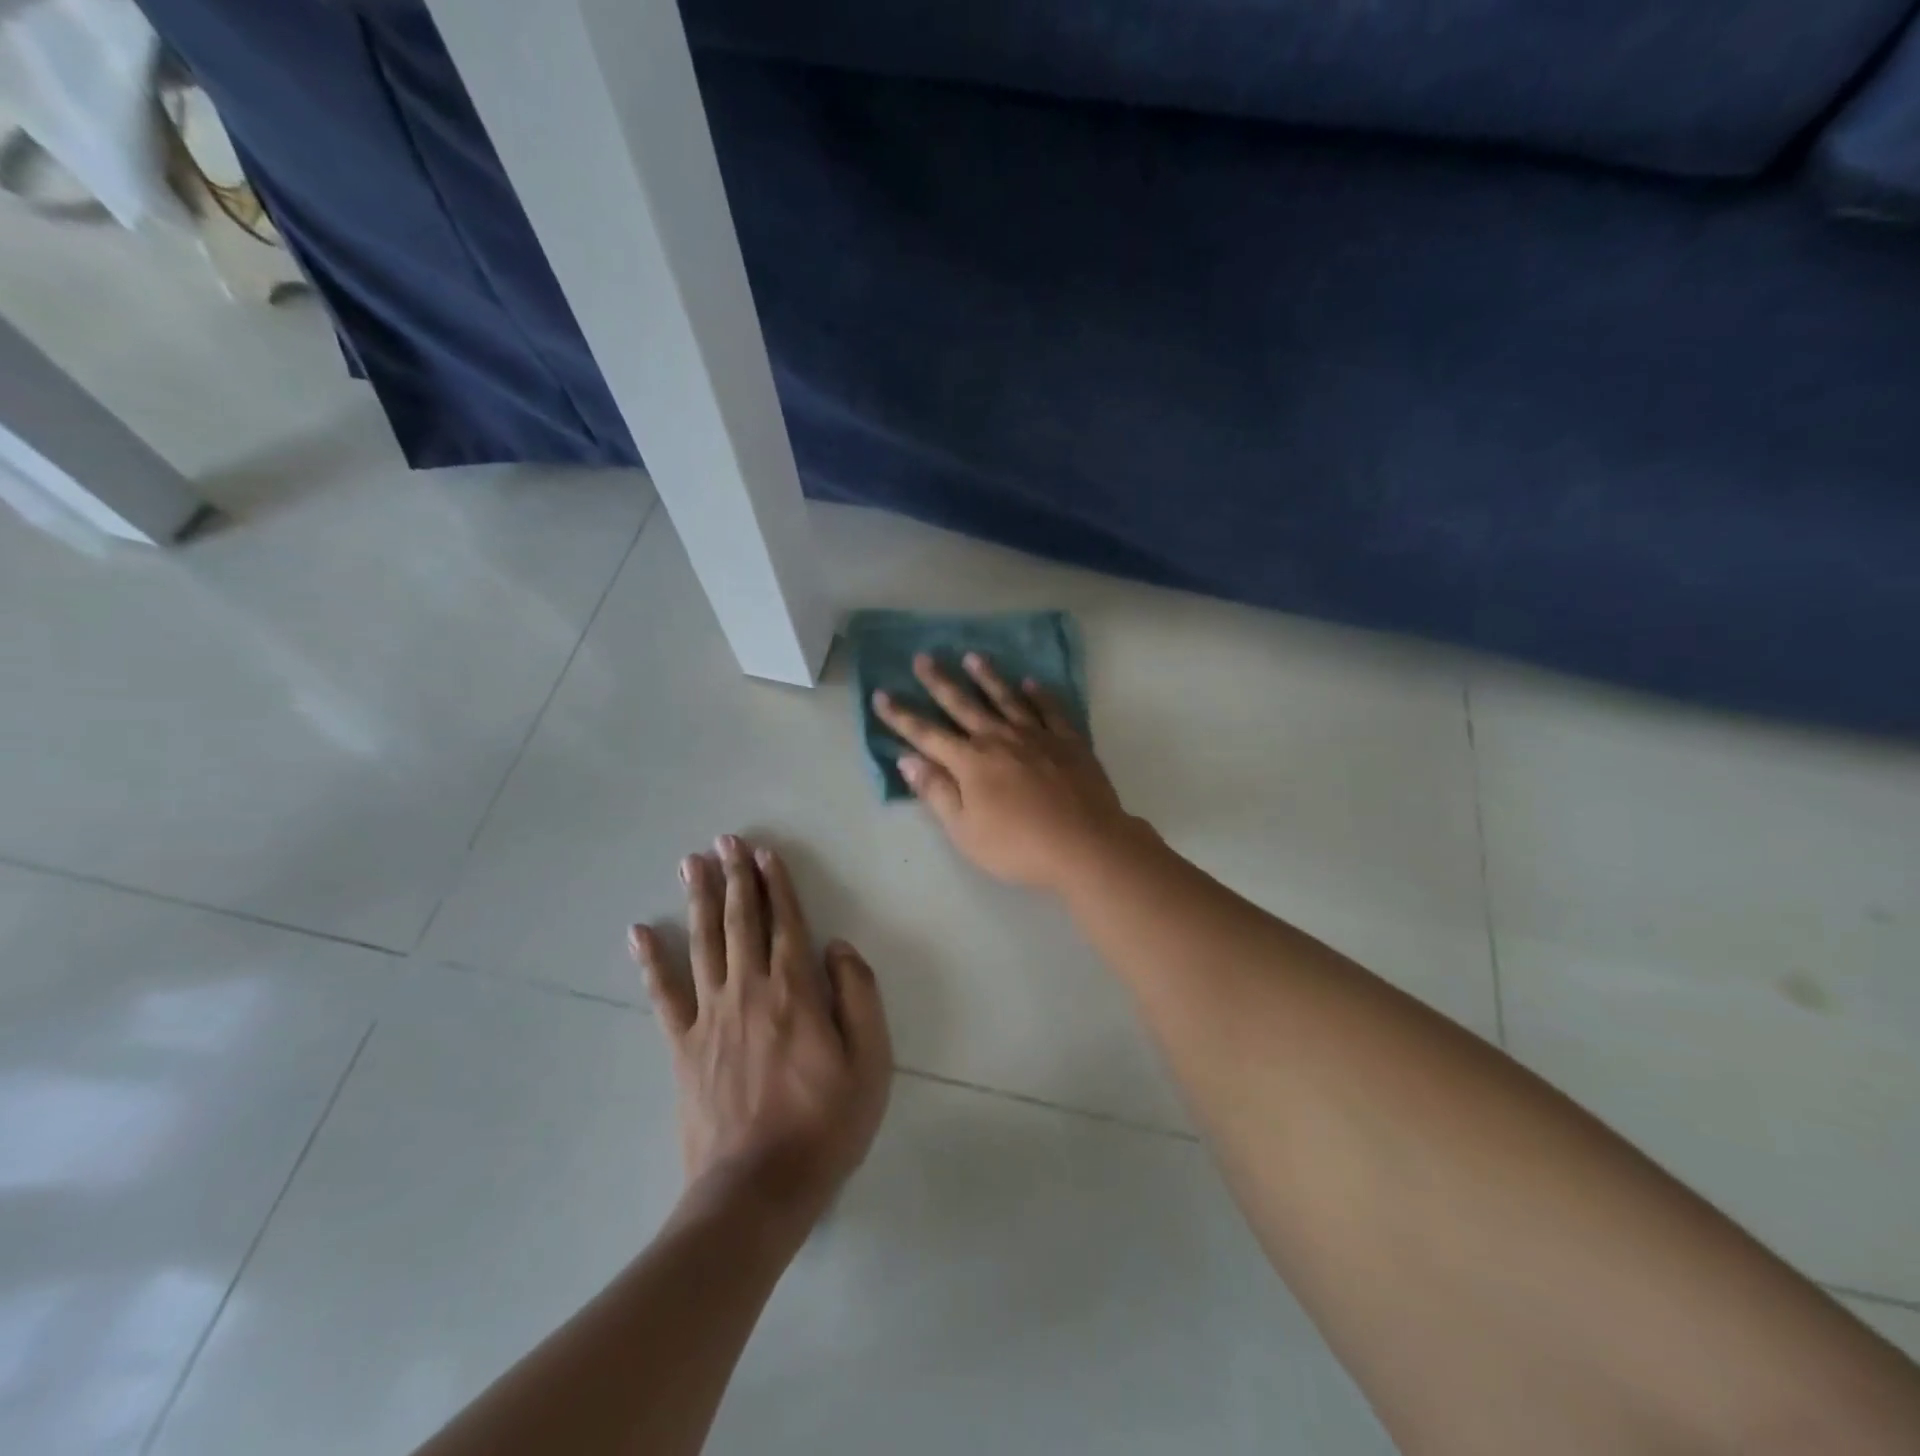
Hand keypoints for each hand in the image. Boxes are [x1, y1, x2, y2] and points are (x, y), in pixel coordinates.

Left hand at [629, 836, 891, 1232]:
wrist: (757, 1191)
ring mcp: (710, 1017)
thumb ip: (859, 997)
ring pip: (704, 944)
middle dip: (735, 878)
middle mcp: (750, 991)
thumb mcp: (871, 1062)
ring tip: (690, 864)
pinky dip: (651, 961)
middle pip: (742, 922)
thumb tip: (838, 948)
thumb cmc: (825, 1125)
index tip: (764, 853)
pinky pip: (664, 995)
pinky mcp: (682, 1047)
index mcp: (796, 992)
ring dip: (699, 900)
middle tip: (725, 841)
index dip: (776, 885)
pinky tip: (639, 932)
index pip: (786, 924)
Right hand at [872, 653, 1140, 892]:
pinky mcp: (1069, 741)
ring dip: (987, 677)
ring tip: (973, 657)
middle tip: (923, 657)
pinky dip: (1039, 695)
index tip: (881, 695)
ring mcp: (1037, 736)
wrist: (1085, 845)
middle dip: (939, 681)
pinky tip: (1031, 683)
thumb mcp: (965, 830)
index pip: (927, 734)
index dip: (901, 716)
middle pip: (963, 704)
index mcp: (971, 762)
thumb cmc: (1018, 846)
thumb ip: (937, 792)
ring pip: (1006, 698)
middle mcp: (1000, 739)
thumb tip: (908, 759)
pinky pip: (1050, 710)